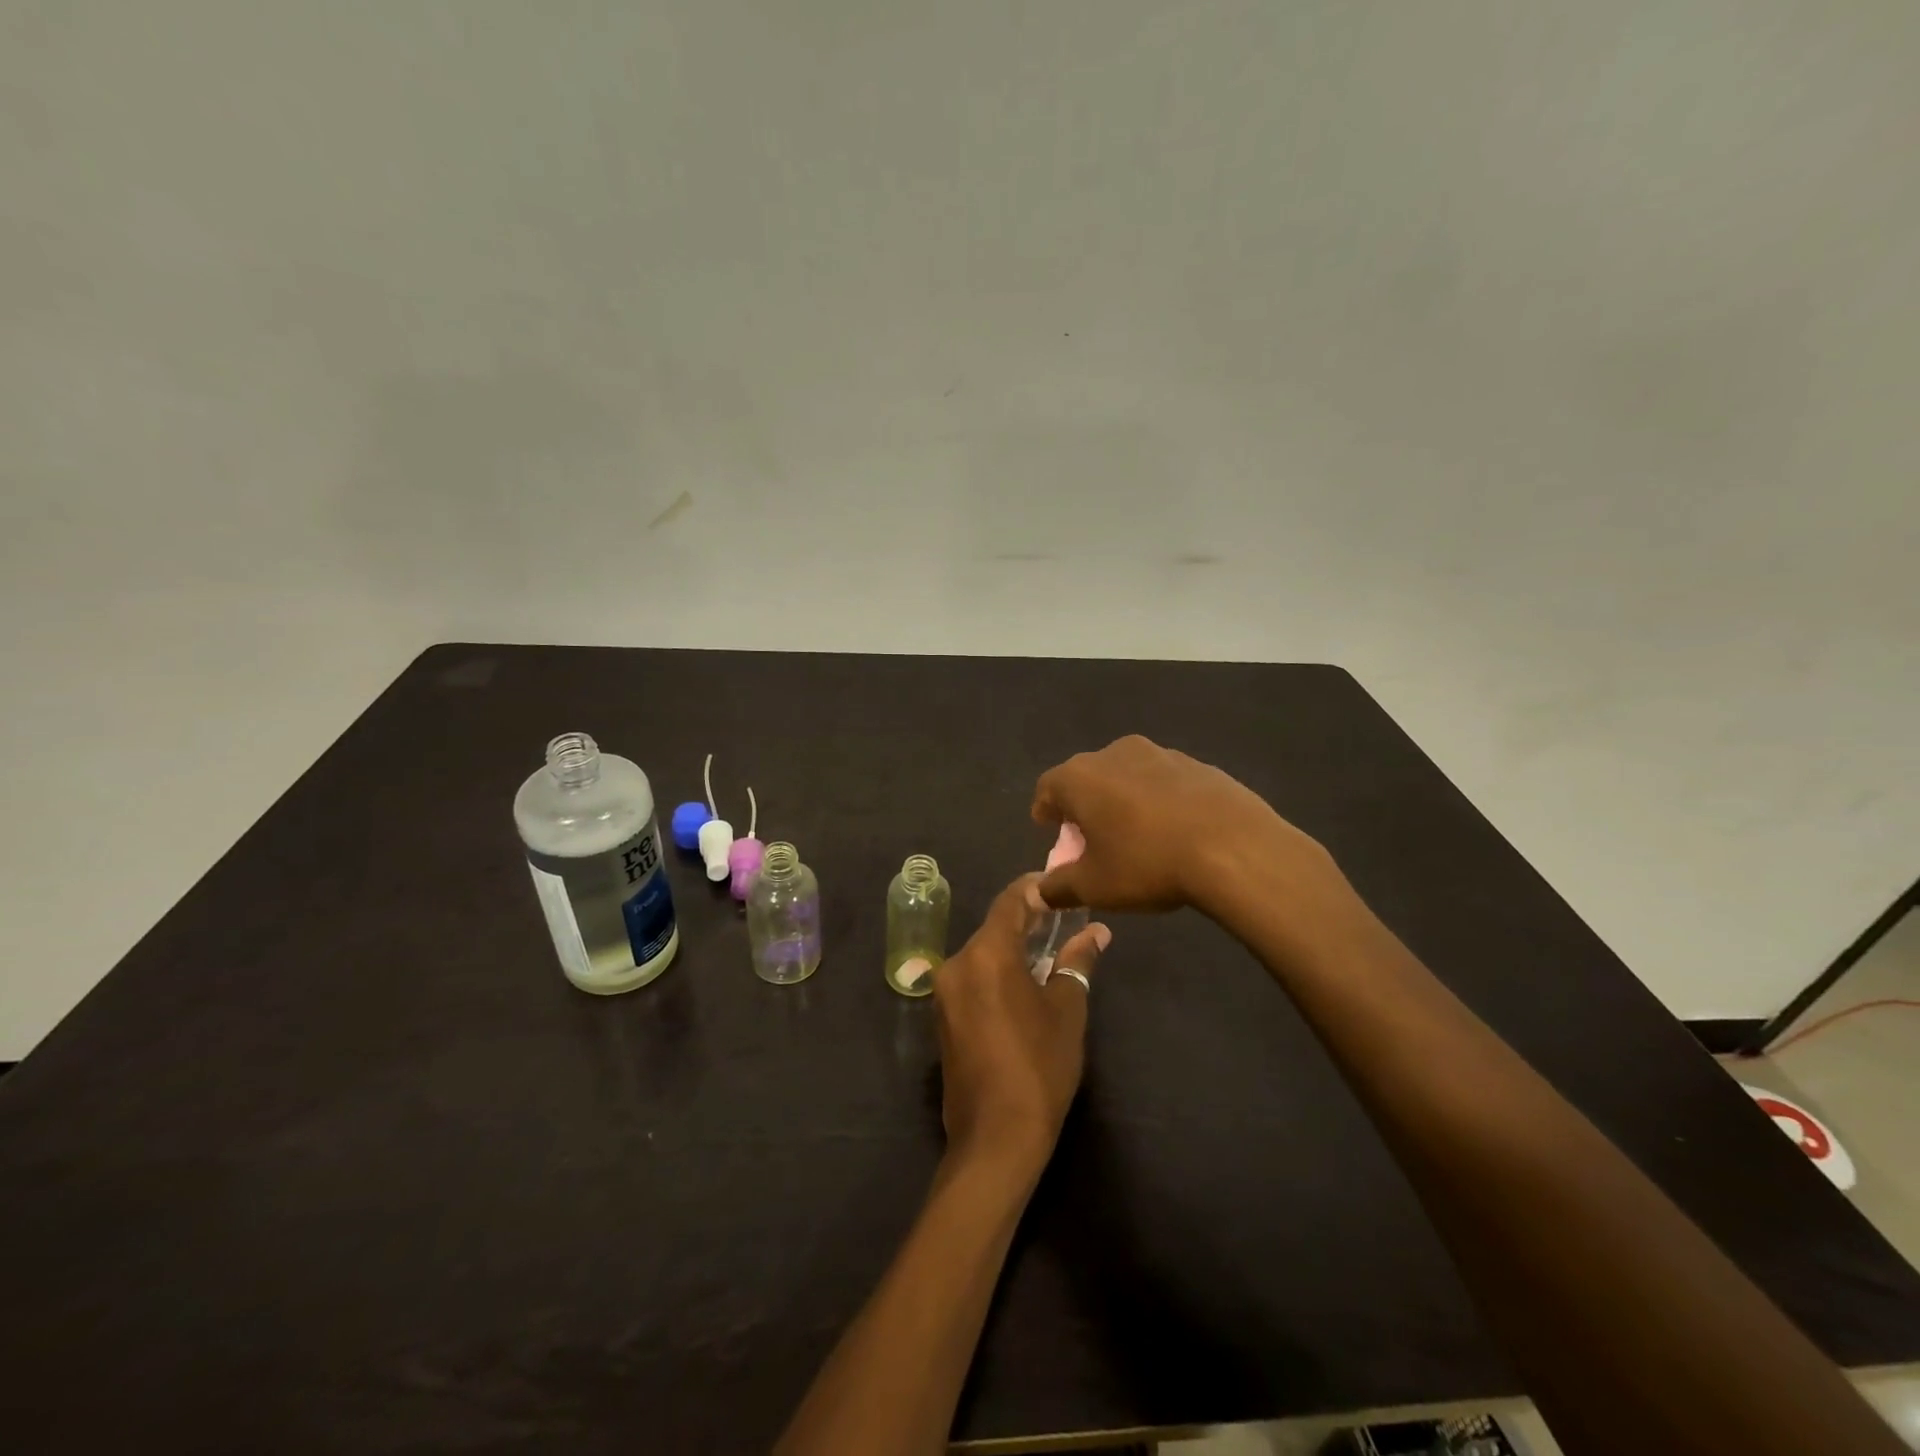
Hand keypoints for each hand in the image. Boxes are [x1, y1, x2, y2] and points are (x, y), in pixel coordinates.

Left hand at [933, 875, 1109, 1178]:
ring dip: (1011, 949)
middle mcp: (957, 964)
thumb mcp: (1067, 1009)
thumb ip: (1076, 962)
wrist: (994, 1138)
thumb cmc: (1039, 1066)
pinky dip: (996, 973)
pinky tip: (1023, 985)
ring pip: (982, 955)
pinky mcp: (943, 1019)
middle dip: (1026, 921)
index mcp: (986, 954)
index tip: (1058, 887)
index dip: (1034, 889)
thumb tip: (1096, 932)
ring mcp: (945, 993)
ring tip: (1048, 950)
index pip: (1009, 902)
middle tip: (1062, 920)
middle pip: (993, 928)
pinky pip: (972, 979)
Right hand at [1031, 735, 1331, 916]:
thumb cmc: (1147, 863)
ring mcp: (1159, 753)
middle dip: (1083, 806)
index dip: (1045, 810)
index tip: (1051, 830)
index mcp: (1079, 777)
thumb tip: (1040, 891)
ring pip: (1126, 775)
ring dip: (1122, 800)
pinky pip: (1163, 781)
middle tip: (1091, 838)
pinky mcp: (1197, 764)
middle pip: (1086, 778)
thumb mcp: (1094, 886)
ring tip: (1135, 835)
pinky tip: (1173, 831)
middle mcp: (1114, 753)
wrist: (1234, 847)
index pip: (1047, 787)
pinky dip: (1158, 800)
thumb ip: (1059, 886)